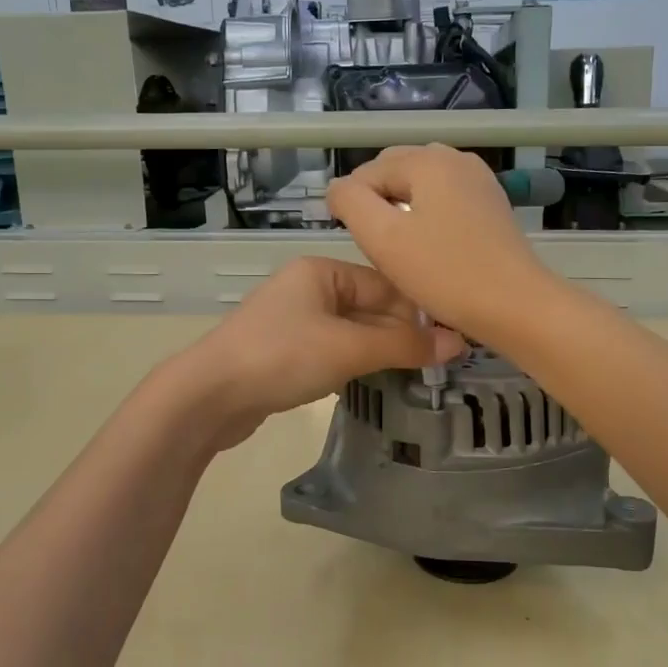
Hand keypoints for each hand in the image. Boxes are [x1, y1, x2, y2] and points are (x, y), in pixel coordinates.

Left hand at [161, 256, 464, 449]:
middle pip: (370, 309)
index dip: (420, 311)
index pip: (386, 285)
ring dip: (381, 353)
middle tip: (443, 363)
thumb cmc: (282, 357)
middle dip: (402, 335)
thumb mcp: (349, 348)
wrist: (209, 395)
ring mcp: (294, 322)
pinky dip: (356, 365)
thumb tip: (458, 343)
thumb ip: (404, 345)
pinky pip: (333, 353)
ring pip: (352, 333)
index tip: (455, 338)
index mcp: (321, 272)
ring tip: (420, 375)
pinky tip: (378, 383)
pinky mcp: (285, 353)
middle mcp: (308, 289)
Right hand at [327, 145, 552, 344]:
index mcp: (428, 159)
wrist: (516, 306)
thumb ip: (350, 202)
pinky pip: (445, 200)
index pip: (368, 171)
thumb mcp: (382, 237)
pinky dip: (428, 218)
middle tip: (377, 248)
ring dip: (402, 211)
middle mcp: (456, 158)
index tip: (356, 243)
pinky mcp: (491, 204)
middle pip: (396, 171)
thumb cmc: (444, 273)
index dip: (352, 205)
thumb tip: (339, 188)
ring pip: (420, 187)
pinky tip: (429, 249)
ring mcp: (479, 180)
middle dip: (377, 203)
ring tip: (400, 250)